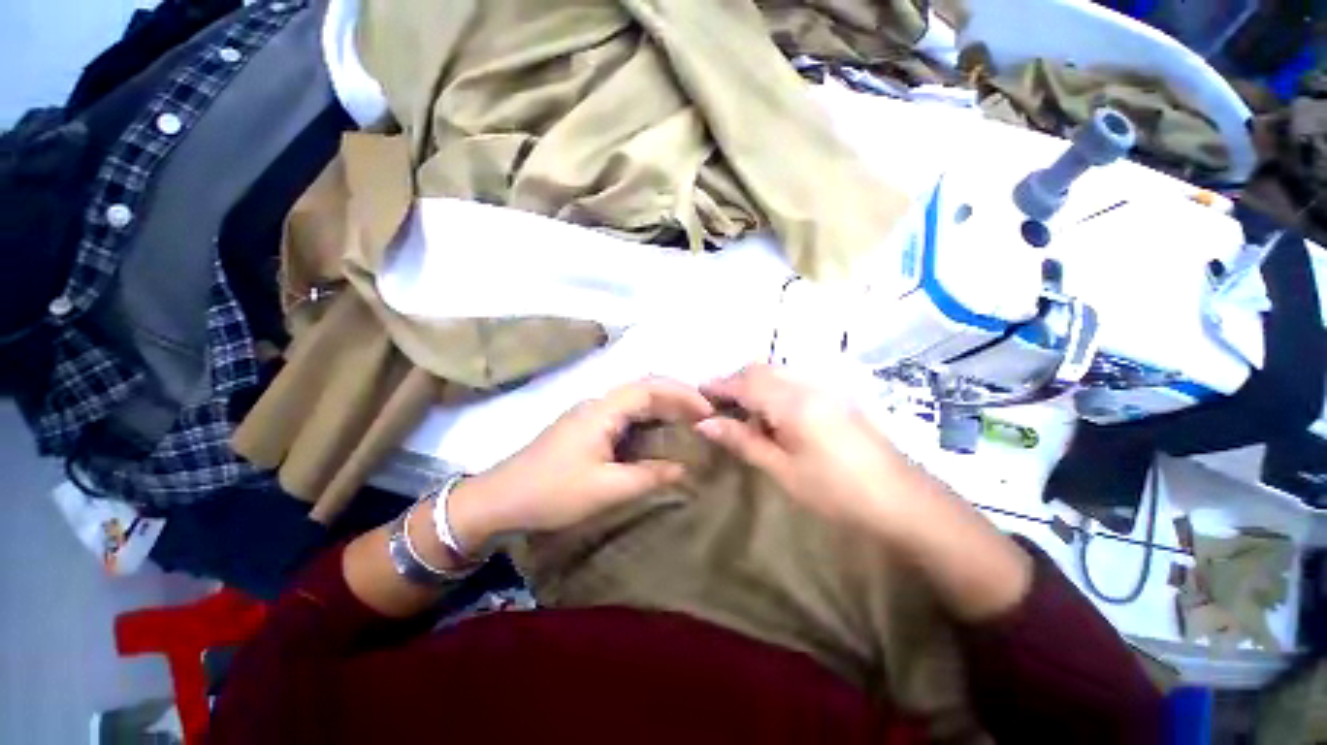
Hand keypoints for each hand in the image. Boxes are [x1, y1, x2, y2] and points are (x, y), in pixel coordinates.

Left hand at [448, 378, 713, 546]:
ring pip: (634, 400)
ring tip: (689, 422)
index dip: (682, 395)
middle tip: (704, 416)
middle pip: (644, 388)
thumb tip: (685, 469)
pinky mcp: (586, 425)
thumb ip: (649, 476)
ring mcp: (590, 412)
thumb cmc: (552, 491)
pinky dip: (647, 420)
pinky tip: (658, 434)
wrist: (500, 498)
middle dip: (677, 398)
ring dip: (662, 407)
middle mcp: (598, 402)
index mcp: (602, 409)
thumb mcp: (606, 489)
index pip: (650, 387)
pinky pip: (624, 414)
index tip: (707, 410)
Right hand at [697, 364, 1033, 620]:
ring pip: (777, 373)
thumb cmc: (836, 491)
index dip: (718, 386)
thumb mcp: (782, 469)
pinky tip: (772, 416)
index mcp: (792, 402)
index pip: (744, 383)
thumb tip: (705, 424)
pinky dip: (773, 390)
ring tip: (741, 413)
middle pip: (761, 370)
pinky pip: (794, 382)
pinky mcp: (836, 397)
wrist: (904, 501)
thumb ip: (743, 440)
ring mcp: (825, 388)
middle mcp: (807, 385)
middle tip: (717, 406)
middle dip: (735, 381)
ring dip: (754, 385)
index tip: (697, 394)